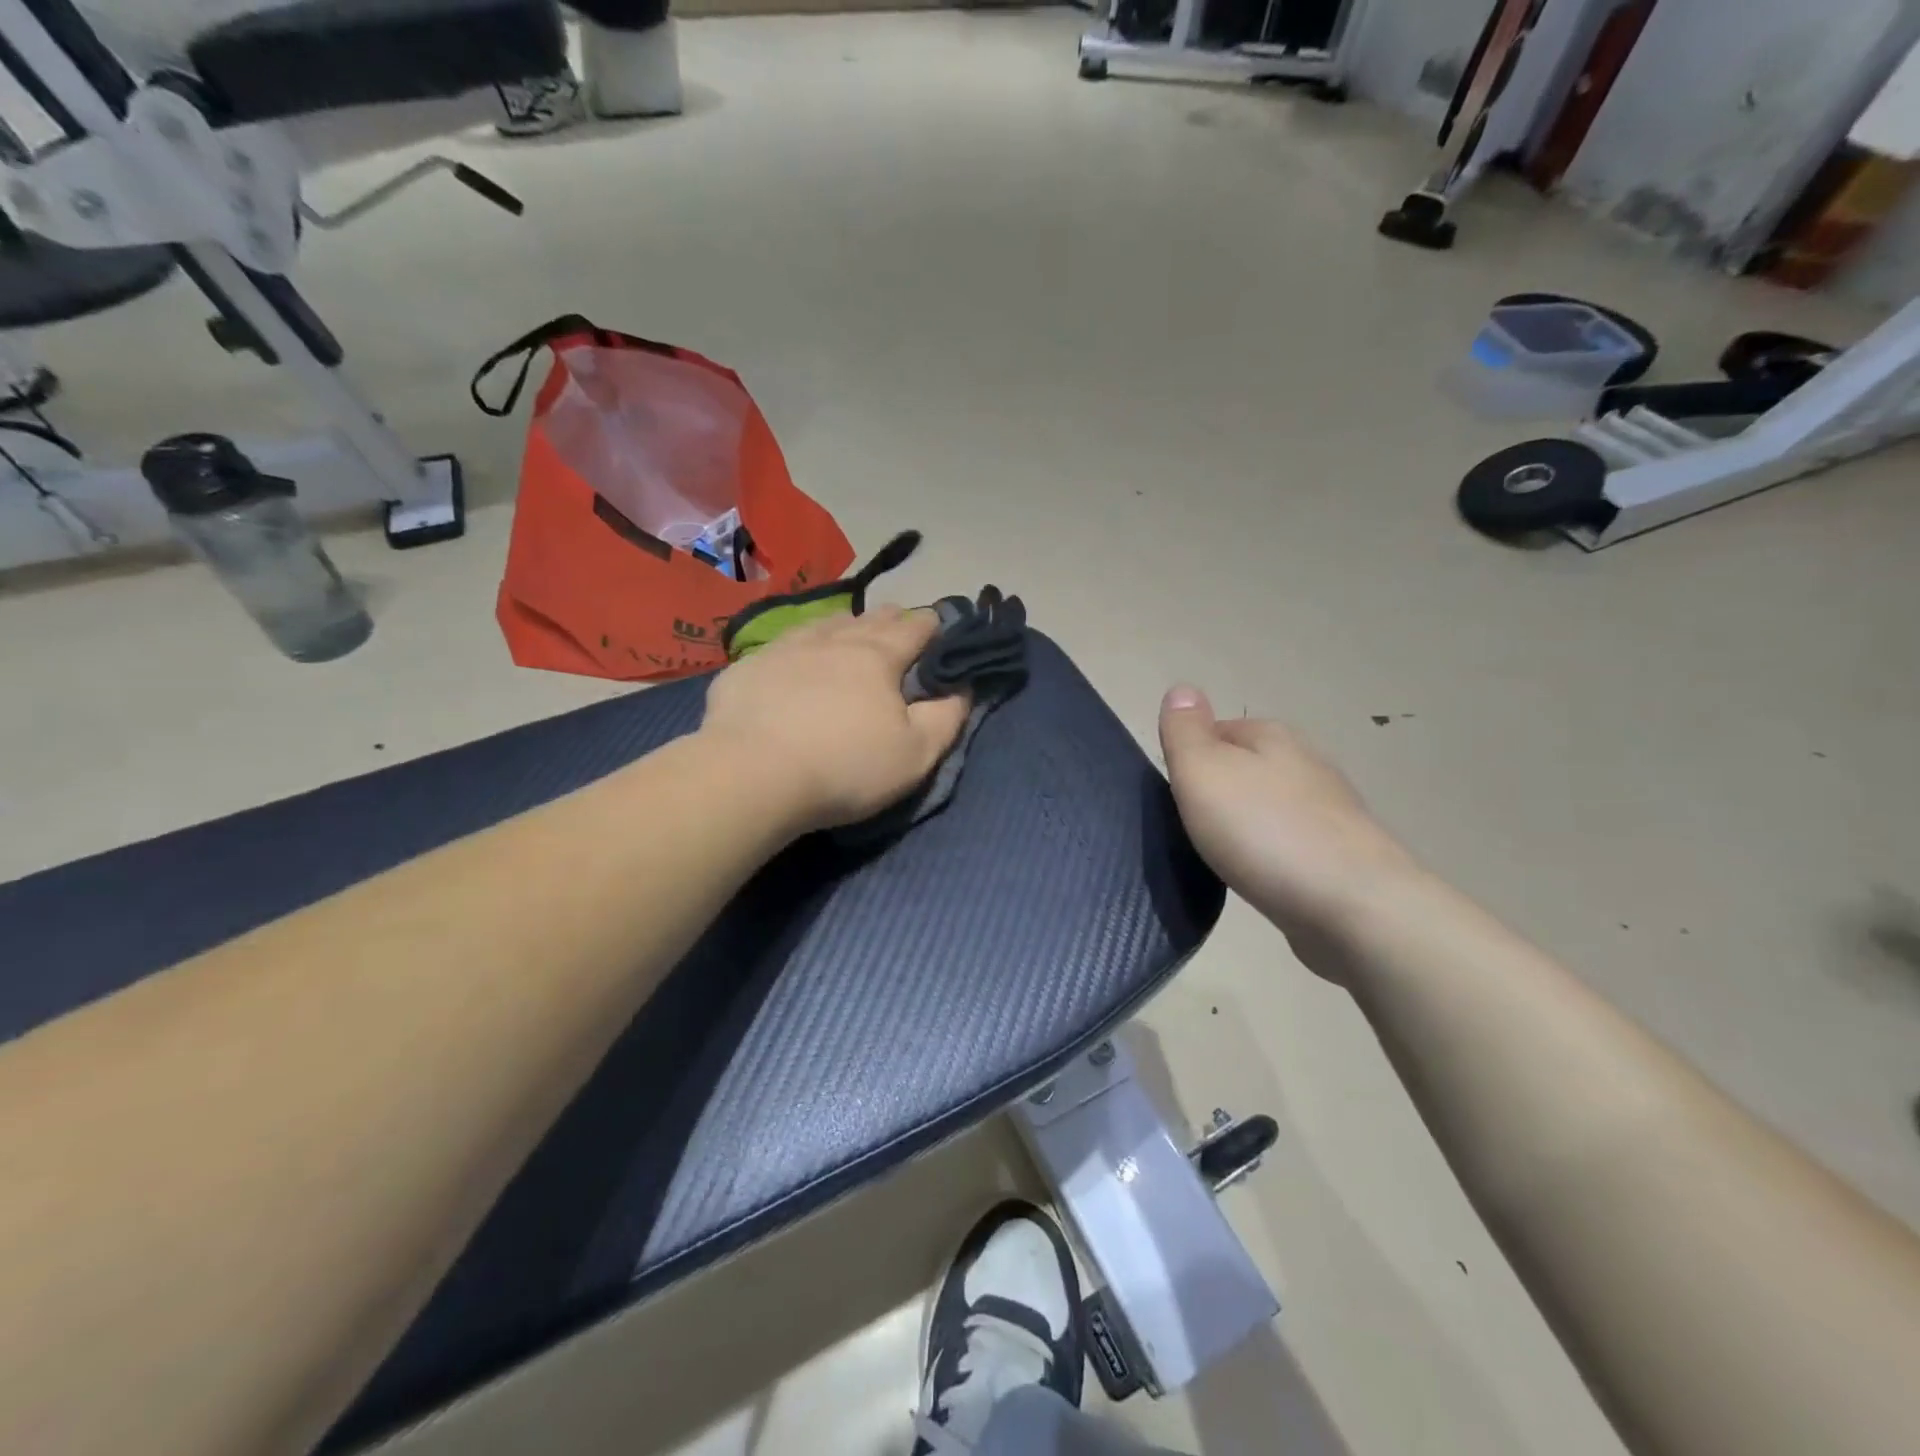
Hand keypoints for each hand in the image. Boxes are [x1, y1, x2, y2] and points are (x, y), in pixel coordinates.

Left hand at [701, 606, 972, 832]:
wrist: (752, 775)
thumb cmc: (846, 767)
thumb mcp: (916, 754)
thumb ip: (947, 718)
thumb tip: (963, 687)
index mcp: (878, 658)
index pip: (914, 629)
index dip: (932, 625)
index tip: (939, 626)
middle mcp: (833, 641)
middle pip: (869, 620)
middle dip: (890, 619)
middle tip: (899, 621)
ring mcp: (785, 649)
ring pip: (824, 624)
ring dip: (845, 624)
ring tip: (850, 627)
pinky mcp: (748, 667)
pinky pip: (782, 644)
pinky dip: (800, 644)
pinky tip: (794, 654)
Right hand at [1159, 686, 1419, 954]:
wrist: (1354, 907)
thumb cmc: (1264, 832)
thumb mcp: (1203, 773)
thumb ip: (1185, 732)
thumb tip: (1181, 687)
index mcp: (1272, 736)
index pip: (1217, 730)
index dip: (1189, 759)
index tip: (1172, 795)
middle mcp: (1307, 763)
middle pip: (1246, 767)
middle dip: (1219, 791)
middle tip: (1190, 827)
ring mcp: (1331, 810)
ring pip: (1270, 805)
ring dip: (1246, 823)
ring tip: (1221, 854)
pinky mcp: (1344, 855)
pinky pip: (1291, 843)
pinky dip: (1271, 853)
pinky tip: (1260, 875)